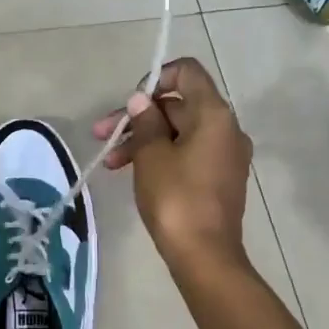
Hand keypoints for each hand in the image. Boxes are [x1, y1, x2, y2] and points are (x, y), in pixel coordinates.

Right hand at [92, 57, 253, 270]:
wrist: (204, 255)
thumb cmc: (176, 198)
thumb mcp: (151, 155)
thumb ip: (145, 121)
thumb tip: (142, 100)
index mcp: (214, 114)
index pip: (187, 72)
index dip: (156, 78)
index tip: (131, 102)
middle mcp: (226, 128)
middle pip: (178, 105)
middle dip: (138, 117)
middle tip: (102, 134)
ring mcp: (225, 154)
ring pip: (179, 132)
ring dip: (143, 140)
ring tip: (110, 162)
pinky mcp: (219, 177)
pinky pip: (188, 153)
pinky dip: (161, 155)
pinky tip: (132, 172)